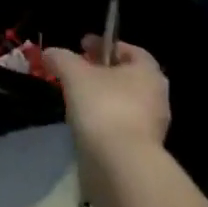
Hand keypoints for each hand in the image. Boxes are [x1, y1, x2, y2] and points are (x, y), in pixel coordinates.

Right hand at [43, 36, 170, 165]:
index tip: (82, 45)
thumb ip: (61, 58)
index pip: (129, 50)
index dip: (104, 44)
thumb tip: (50, 53)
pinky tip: (86, 122)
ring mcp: (153, 123)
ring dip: (104, 96)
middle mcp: (157, 95)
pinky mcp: (143, 146)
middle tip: (78, 71)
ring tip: (77, 98)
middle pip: (128, 75)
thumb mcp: (74, 74)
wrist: (120, 161)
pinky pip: (122, 123)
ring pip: (125, 100)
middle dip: (104, 71)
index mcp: (147, 71)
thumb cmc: (102, 106)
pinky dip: (105, 118)